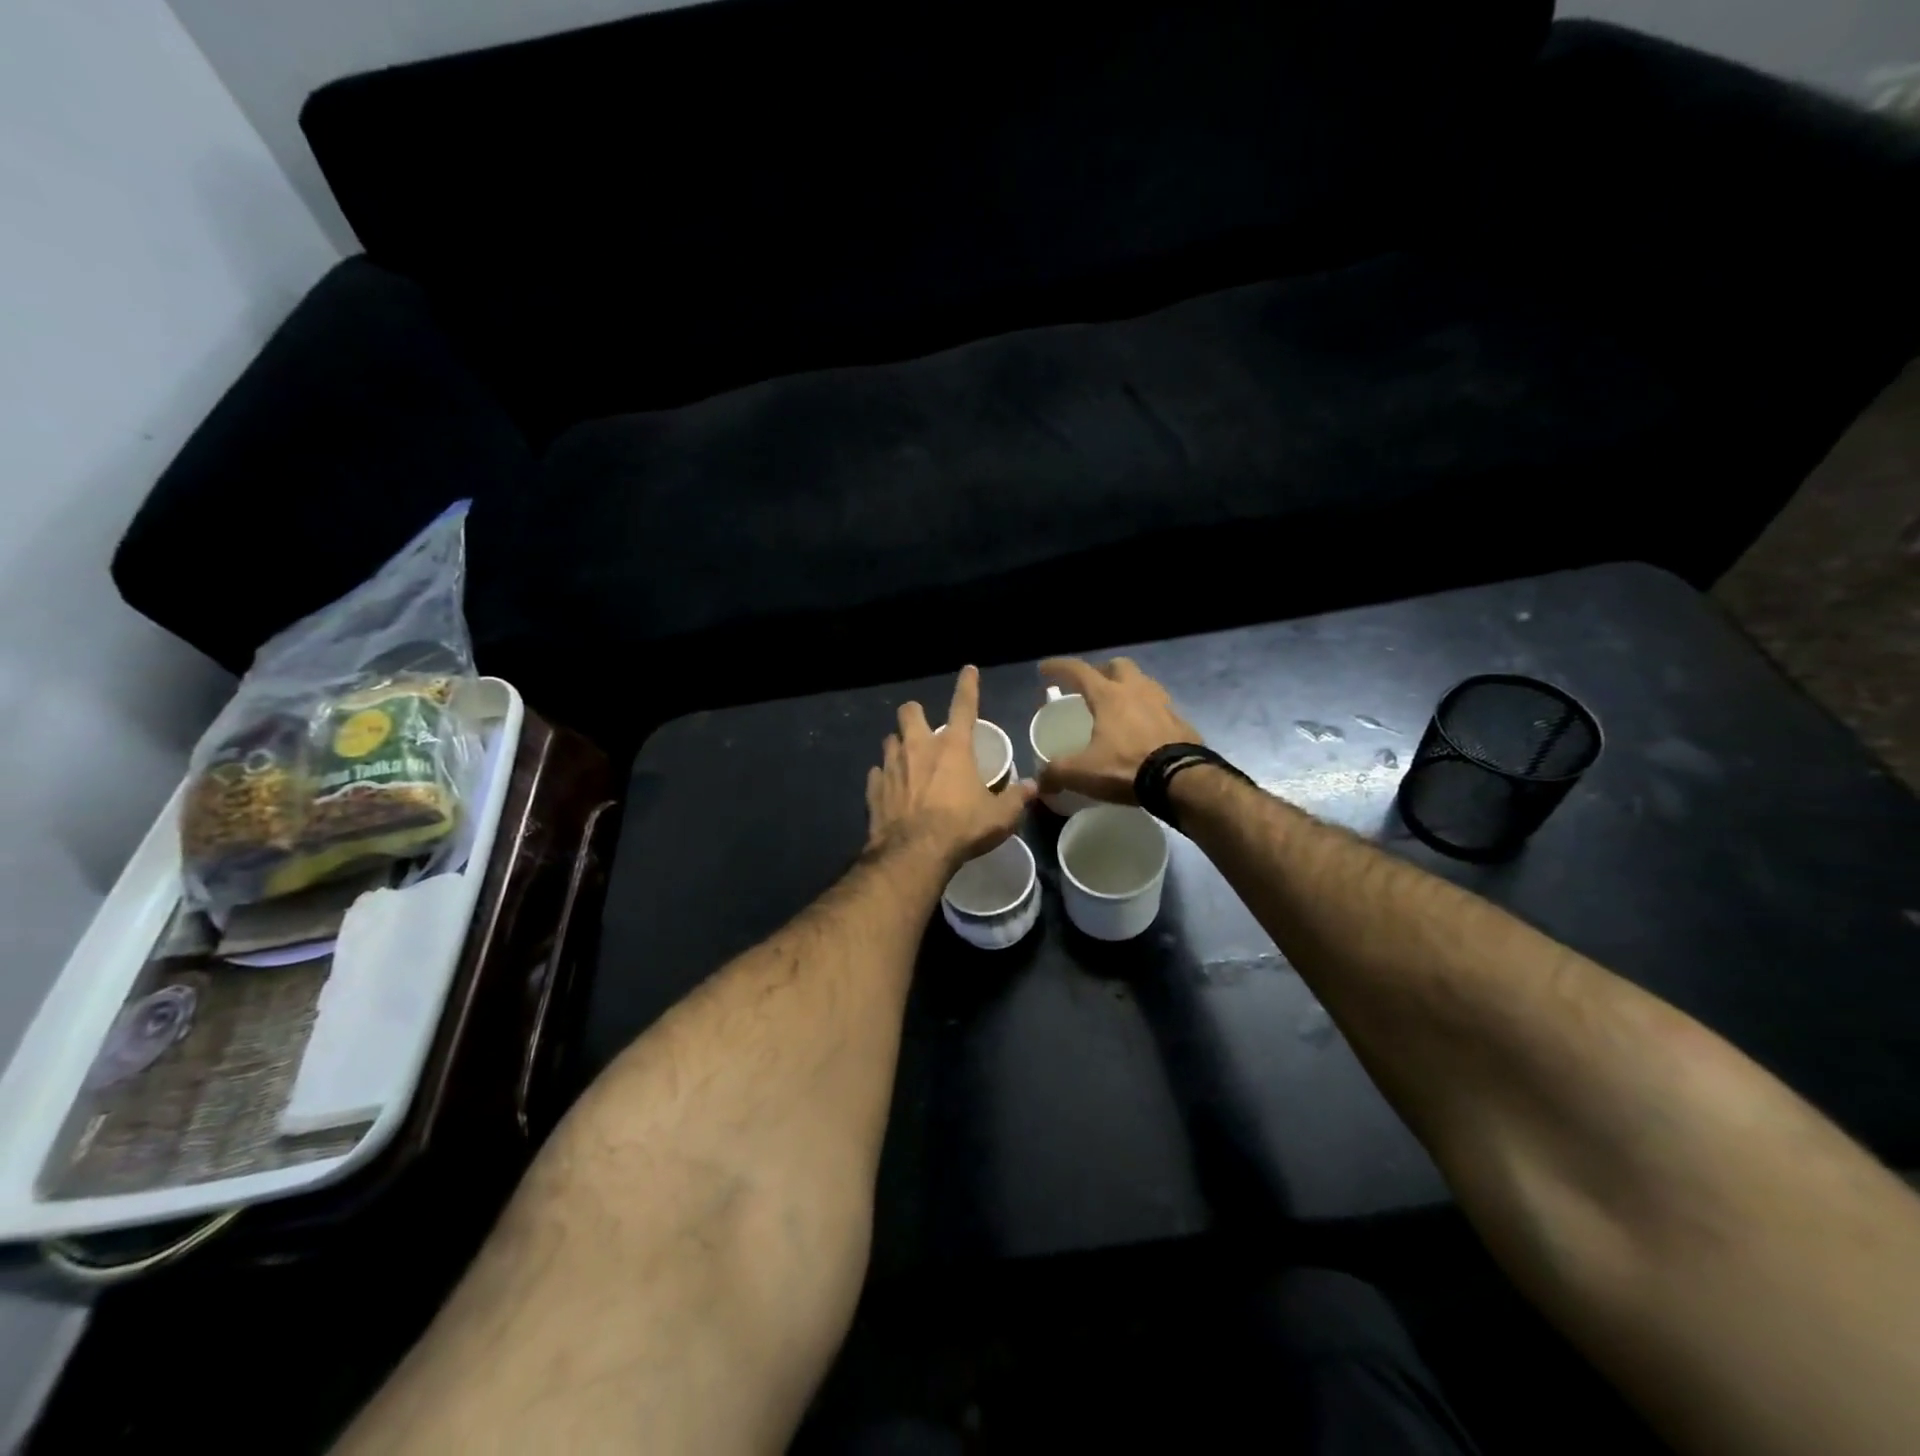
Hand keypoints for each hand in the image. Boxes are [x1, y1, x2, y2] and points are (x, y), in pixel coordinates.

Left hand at [866, 666, 1035, 868]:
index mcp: (953, 748)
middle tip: (924, 728)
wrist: (914, 854)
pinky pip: (876, 774)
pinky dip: (883, 777)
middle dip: (915, 714)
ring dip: (898, 746)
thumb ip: (1015, 798)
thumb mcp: (999, 817)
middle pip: (910, 713)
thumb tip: (1032, 786)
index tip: (968, 670)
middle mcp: (919, 748)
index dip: (968, 686)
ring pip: (889, 740)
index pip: (964, 706)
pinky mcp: (874, 789)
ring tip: (907, 759)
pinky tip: (890, 788)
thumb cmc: (962, 828)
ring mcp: (892, 767)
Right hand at [1035, 657, 1199, 804]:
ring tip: (1118, 707)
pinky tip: (1142, 729)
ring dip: (1129, 688)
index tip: (1044, 669)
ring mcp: (1163, 704)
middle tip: (1091, 687)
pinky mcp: (1181, 722)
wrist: (1181, 780)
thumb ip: (1056, 773)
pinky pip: (1160, 707)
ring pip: (1143, 683)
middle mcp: (1137, 691)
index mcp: (1109, 696)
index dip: (1059, 667)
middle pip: (1118, 666)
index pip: (1079, 670)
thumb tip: (1040, 783)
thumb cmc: (1126, 767)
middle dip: (1102, 671)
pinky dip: (1147, 712)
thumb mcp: (1083, 773)